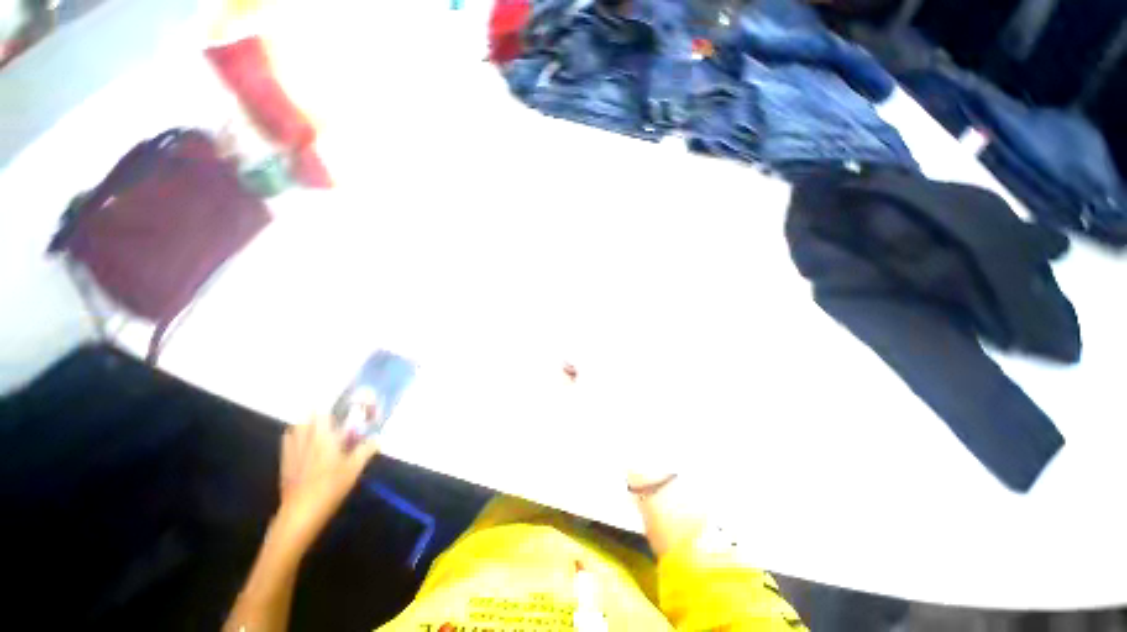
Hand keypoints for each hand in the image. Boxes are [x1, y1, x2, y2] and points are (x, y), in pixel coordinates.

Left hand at [271, 416, 379, 553]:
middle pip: (306, 419)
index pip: (322, 414)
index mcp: (323, 438)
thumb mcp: (354, 469)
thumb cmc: (330, 487)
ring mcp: (292, 452)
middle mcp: (305, 441)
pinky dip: (293, 437)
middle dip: (315, 413)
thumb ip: (366, 450)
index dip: (329, 406)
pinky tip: (300, 443)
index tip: (339, 404)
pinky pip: (287, 443)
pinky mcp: (285, 465)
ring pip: (294, 429)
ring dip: (303, 424)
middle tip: (328, 415)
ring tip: (314, 426)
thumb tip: (378, 438)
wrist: (300, 513)